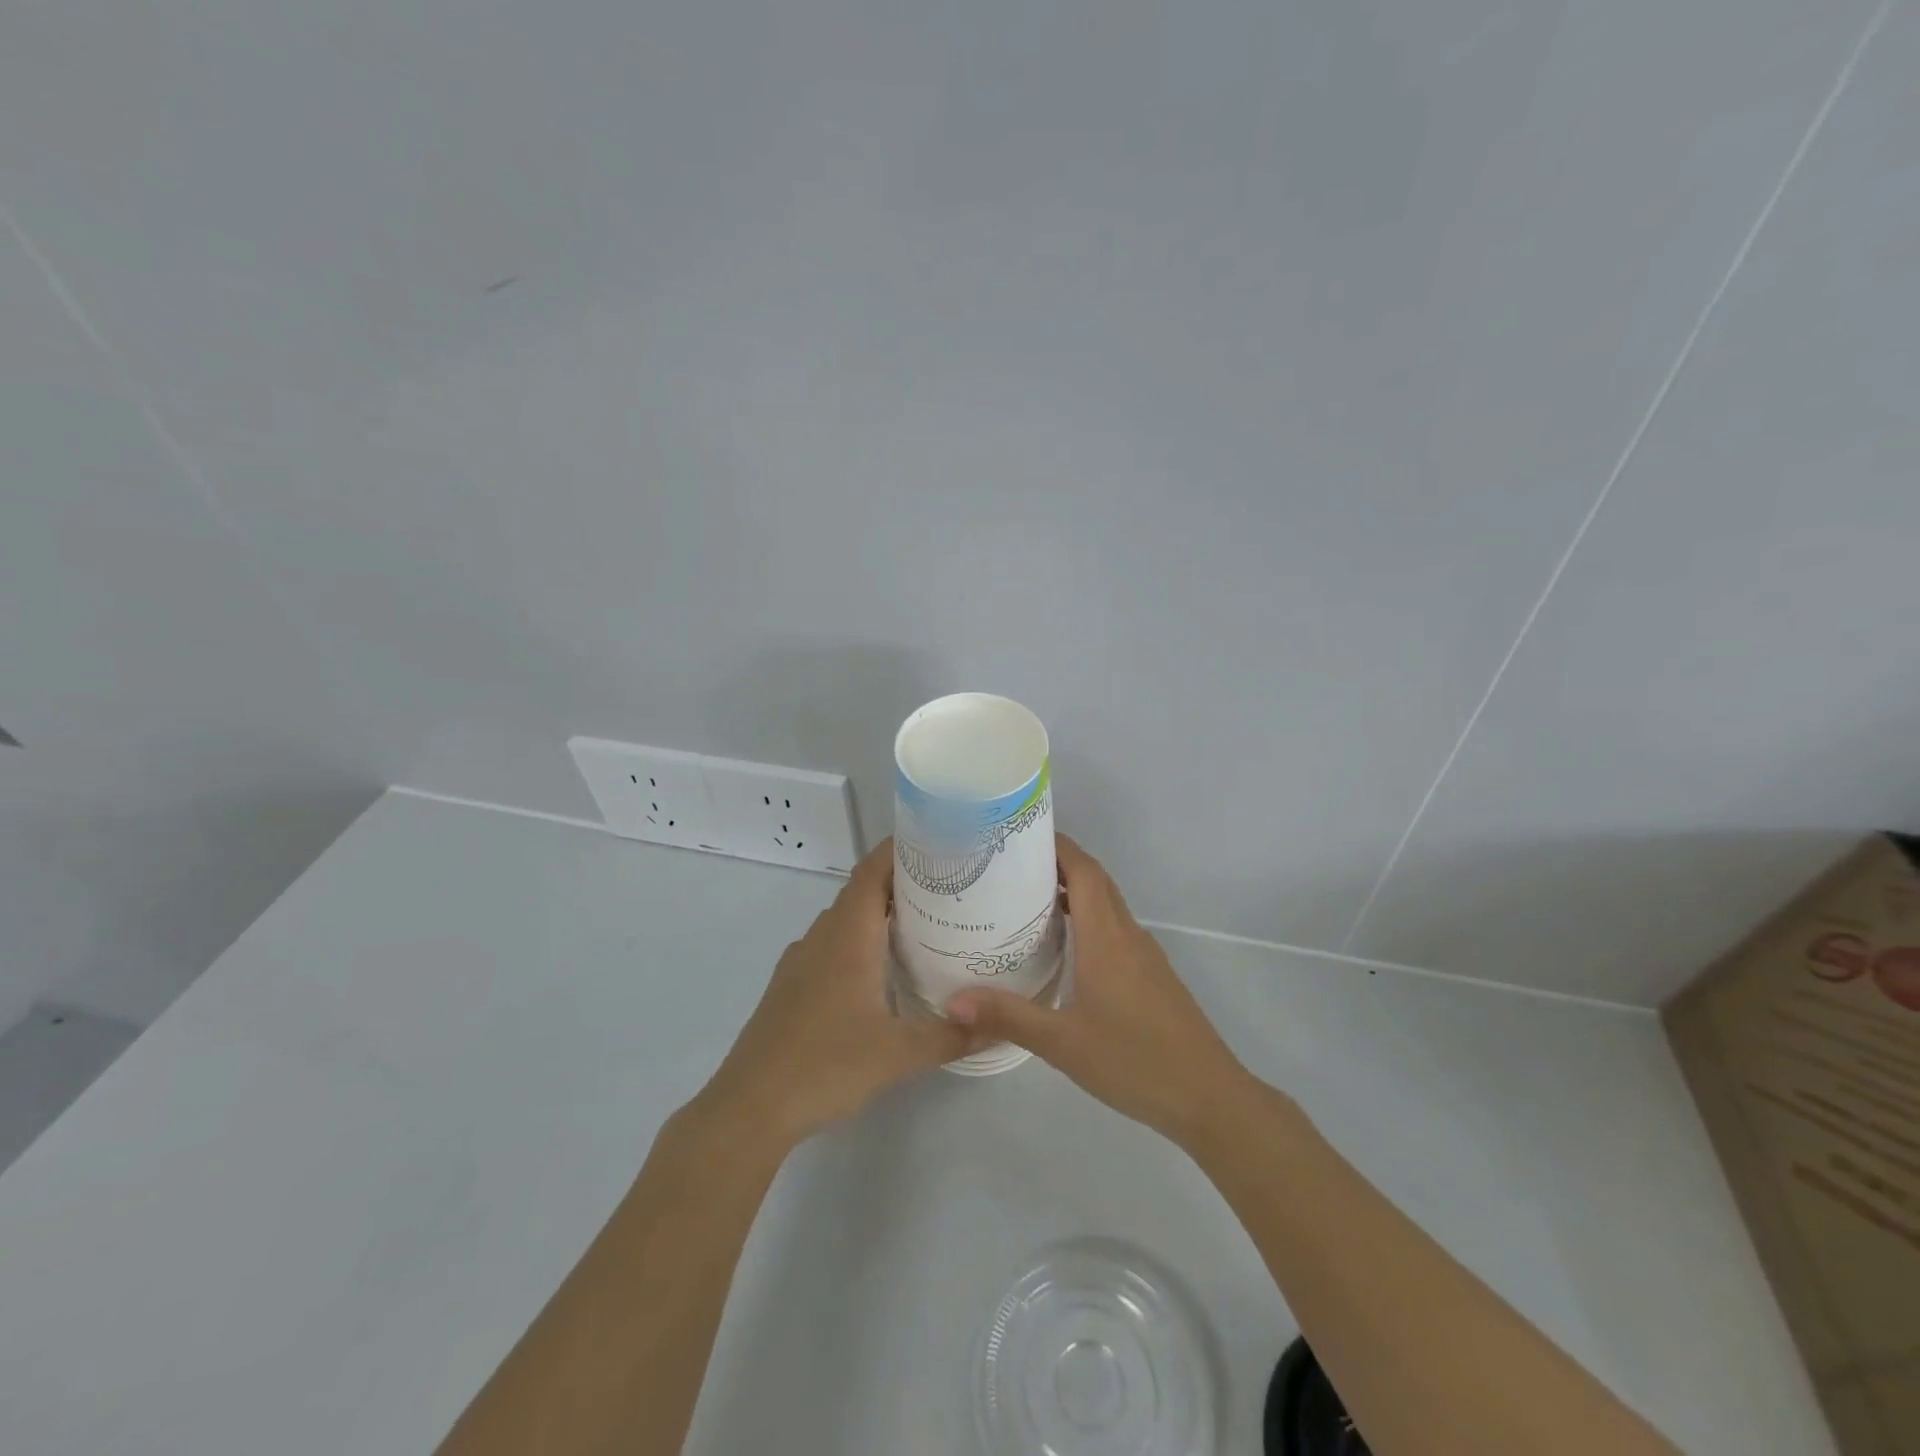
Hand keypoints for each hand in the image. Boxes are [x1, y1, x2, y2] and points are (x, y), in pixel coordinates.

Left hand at [696, 839, 973, 1149]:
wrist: (749, 1108)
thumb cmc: (825, 1066)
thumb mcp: (898, 1054)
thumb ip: (952, 1036)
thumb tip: (1000, 1026)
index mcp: (847, 935)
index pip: (873, 870)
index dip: (902, 849)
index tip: (940, 842)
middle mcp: (822, 936)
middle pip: (863, 890)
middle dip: (903, 881)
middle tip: (949, 886)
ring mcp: (802, 960)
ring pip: (846, 920)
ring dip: (881, 913)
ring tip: (926, 924)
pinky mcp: (792, 985)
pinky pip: (832, 945)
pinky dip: (861, 941)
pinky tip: (883, 971)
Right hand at [945, 835, 1252, 1142]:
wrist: (1209, 1097)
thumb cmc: (1135, 1061)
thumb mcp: (1064, 1043)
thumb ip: (1009, 1017)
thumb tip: (953, 1001)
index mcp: (1108, 937)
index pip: (1085, 870)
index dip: (1057, 846)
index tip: (1020, 836)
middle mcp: (1128, 935)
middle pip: (1095, 881)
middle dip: (1058, 864)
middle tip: (1010, 866)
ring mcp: (1144, 955)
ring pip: (1107, 906)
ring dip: (1072, 892)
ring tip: (1025, 901)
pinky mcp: (1151, 976)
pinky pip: (1114, 930)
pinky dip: (1087, 920)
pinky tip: (1063, 947)